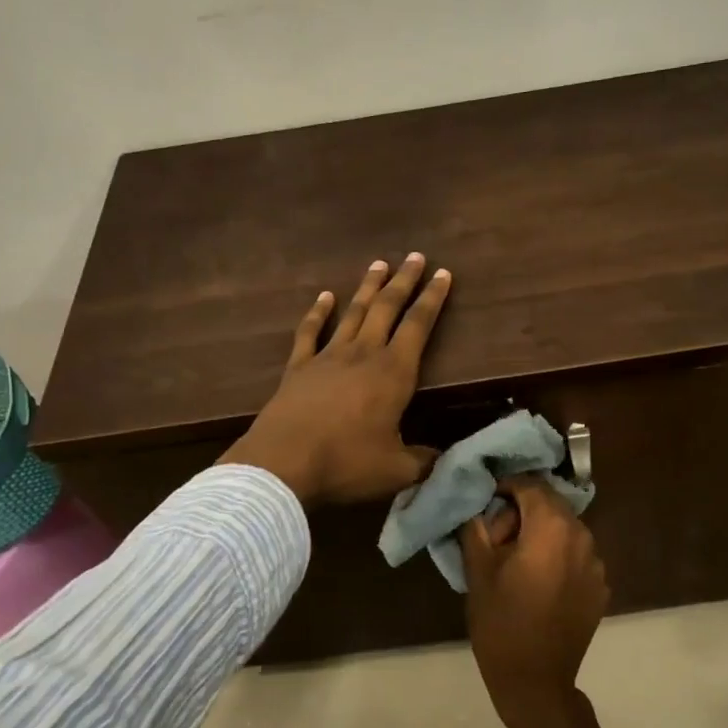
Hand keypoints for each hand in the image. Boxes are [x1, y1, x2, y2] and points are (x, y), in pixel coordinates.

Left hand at [219, 254, 451, 504]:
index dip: (433, 299)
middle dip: (404, 281)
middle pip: (387, 308)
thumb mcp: (397, 470)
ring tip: (379, 264)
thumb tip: (442, 458)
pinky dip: (318, 312)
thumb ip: (423, 461)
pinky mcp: (298, 367)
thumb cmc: (346, 463)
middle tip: (415, 256)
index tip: (443, 274)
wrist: (283, 464)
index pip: (419, 326)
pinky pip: (310, 331)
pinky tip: (325, 296)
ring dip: (368, 288)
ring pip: (353, 313)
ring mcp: (327, 357)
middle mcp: (363, 354)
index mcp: (393, 373)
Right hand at [461, 475, 609, 727]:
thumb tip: (477, 505)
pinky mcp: (600, 586)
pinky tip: (537, 582)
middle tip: (496, 537)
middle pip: (550, 505)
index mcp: (552, 528)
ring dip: (540, 534)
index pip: (530, 485)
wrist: (536, 682)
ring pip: (564, 530)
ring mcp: (596, 563)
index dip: (505, 487)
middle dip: (522, 512)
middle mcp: (582, 537)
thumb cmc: (501, 623)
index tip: (485, 502)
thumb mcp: (478, 571)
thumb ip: (477, 527)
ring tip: (515, 561)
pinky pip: (576, 555)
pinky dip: (556, 556)